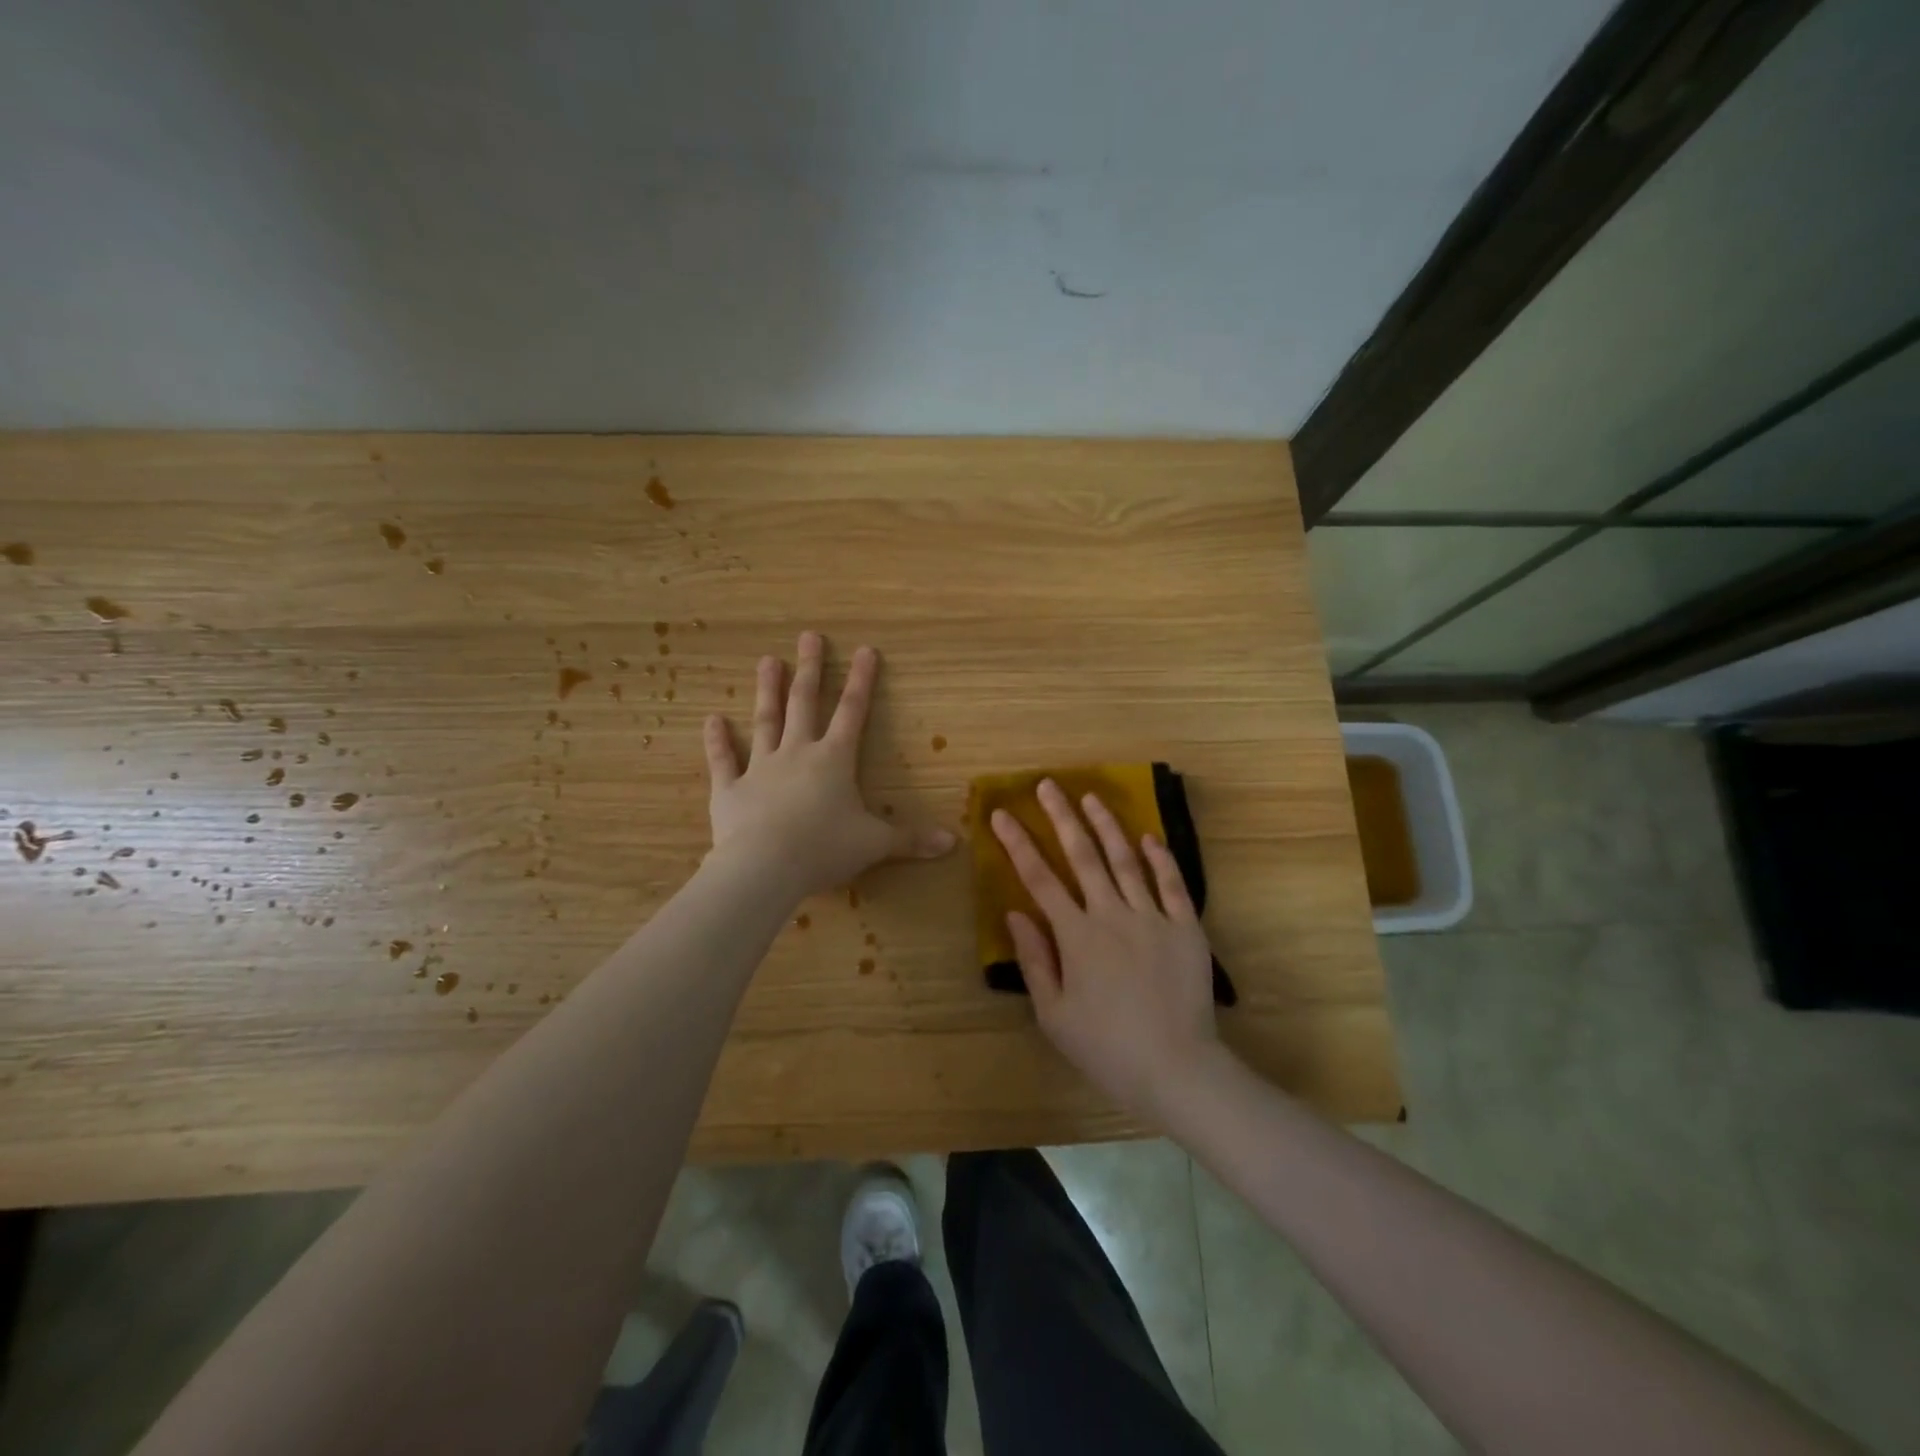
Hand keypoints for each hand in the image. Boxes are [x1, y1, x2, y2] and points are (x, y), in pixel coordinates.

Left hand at [704, 631, 954, 900]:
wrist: (765, 867)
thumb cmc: (825, 849)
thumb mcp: (875, 844)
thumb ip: (912, 840)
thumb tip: (954, 844)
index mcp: (834, 760)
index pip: (852, 712)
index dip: (861, 681)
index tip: (865, 649)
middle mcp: (797, 754)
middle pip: (804, 704)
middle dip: (810, 669)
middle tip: (808, 636)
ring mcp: (760, 768)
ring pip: (765, 721)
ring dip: (767, 691)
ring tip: (767, 660)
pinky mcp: (730, 789)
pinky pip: (723, 760)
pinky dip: (717, 741)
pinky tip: (712, 719)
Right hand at [991, 780, 1221, 1119]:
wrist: (1177, 1069)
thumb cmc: (1106, 1047)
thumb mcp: (1054, 1015)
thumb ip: (1034, 960)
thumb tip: (1014, 913)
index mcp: (1076, 936)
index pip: (1040, 878)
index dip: (1017, 843)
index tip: (1001, 813)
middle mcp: (1112, 915)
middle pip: (1082, 856)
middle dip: (1062, 817)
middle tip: (1048, 785)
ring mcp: (1152, 917)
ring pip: (1126, 860)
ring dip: (1107, 826)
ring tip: (1091, 797)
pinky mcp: (1186, 927)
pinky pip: (1173, 884)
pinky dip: (1161, 857)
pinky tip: (1149, 836)